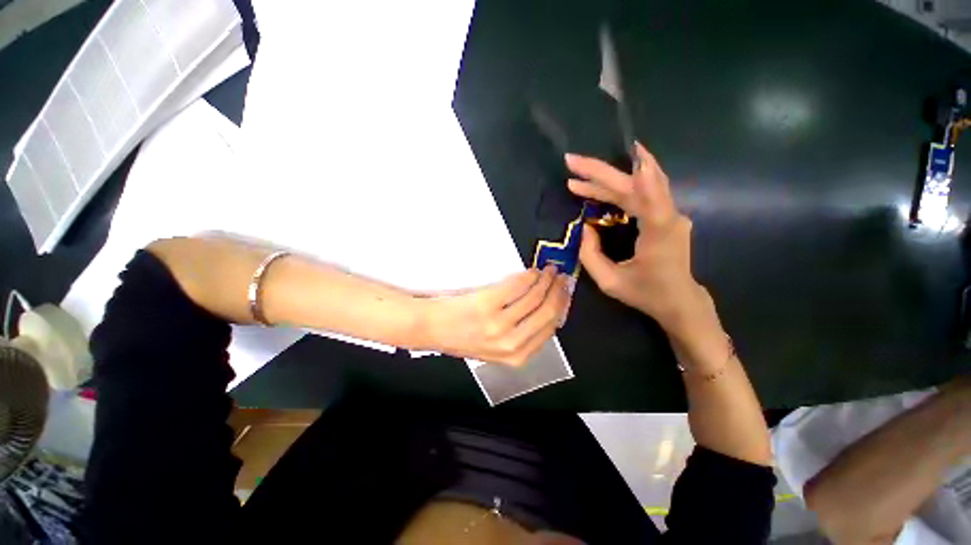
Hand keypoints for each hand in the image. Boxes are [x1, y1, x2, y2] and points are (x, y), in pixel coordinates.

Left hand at [422, 266, 570, 365]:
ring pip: (534, 297)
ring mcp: (498, 324)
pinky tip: (531, 271)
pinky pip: (517, 286)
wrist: (430, 328)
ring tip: (548, 270)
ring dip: (546, 280)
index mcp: (516, 357)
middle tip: (561, 276)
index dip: (561, 308)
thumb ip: (521, 336)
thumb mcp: (495, 349)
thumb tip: (545, 310)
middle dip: (558, 291)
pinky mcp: (486, 304)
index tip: (565, 294)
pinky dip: (528, 276)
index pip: (550, 329)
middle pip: (547, 312)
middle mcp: (511, 343)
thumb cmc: (462, 337)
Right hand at [565, 143, 709, 336]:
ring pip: (638, 185)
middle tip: (571, 162)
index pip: (646, 197)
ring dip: (607, 177)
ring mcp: (670, 213)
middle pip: (635, 185)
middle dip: (600, 172)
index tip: (620, 153)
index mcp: (659, 233)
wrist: (679, 301)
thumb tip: (585, 227)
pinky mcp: (666, 215)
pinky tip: (610, 173)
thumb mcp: (609, 281)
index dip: (628, 176)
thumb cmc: (645, 293)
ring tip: (579, 172)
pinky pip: (644, 191)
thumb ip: (591, 255)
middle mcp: (669, 217)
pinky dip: (623, 180)